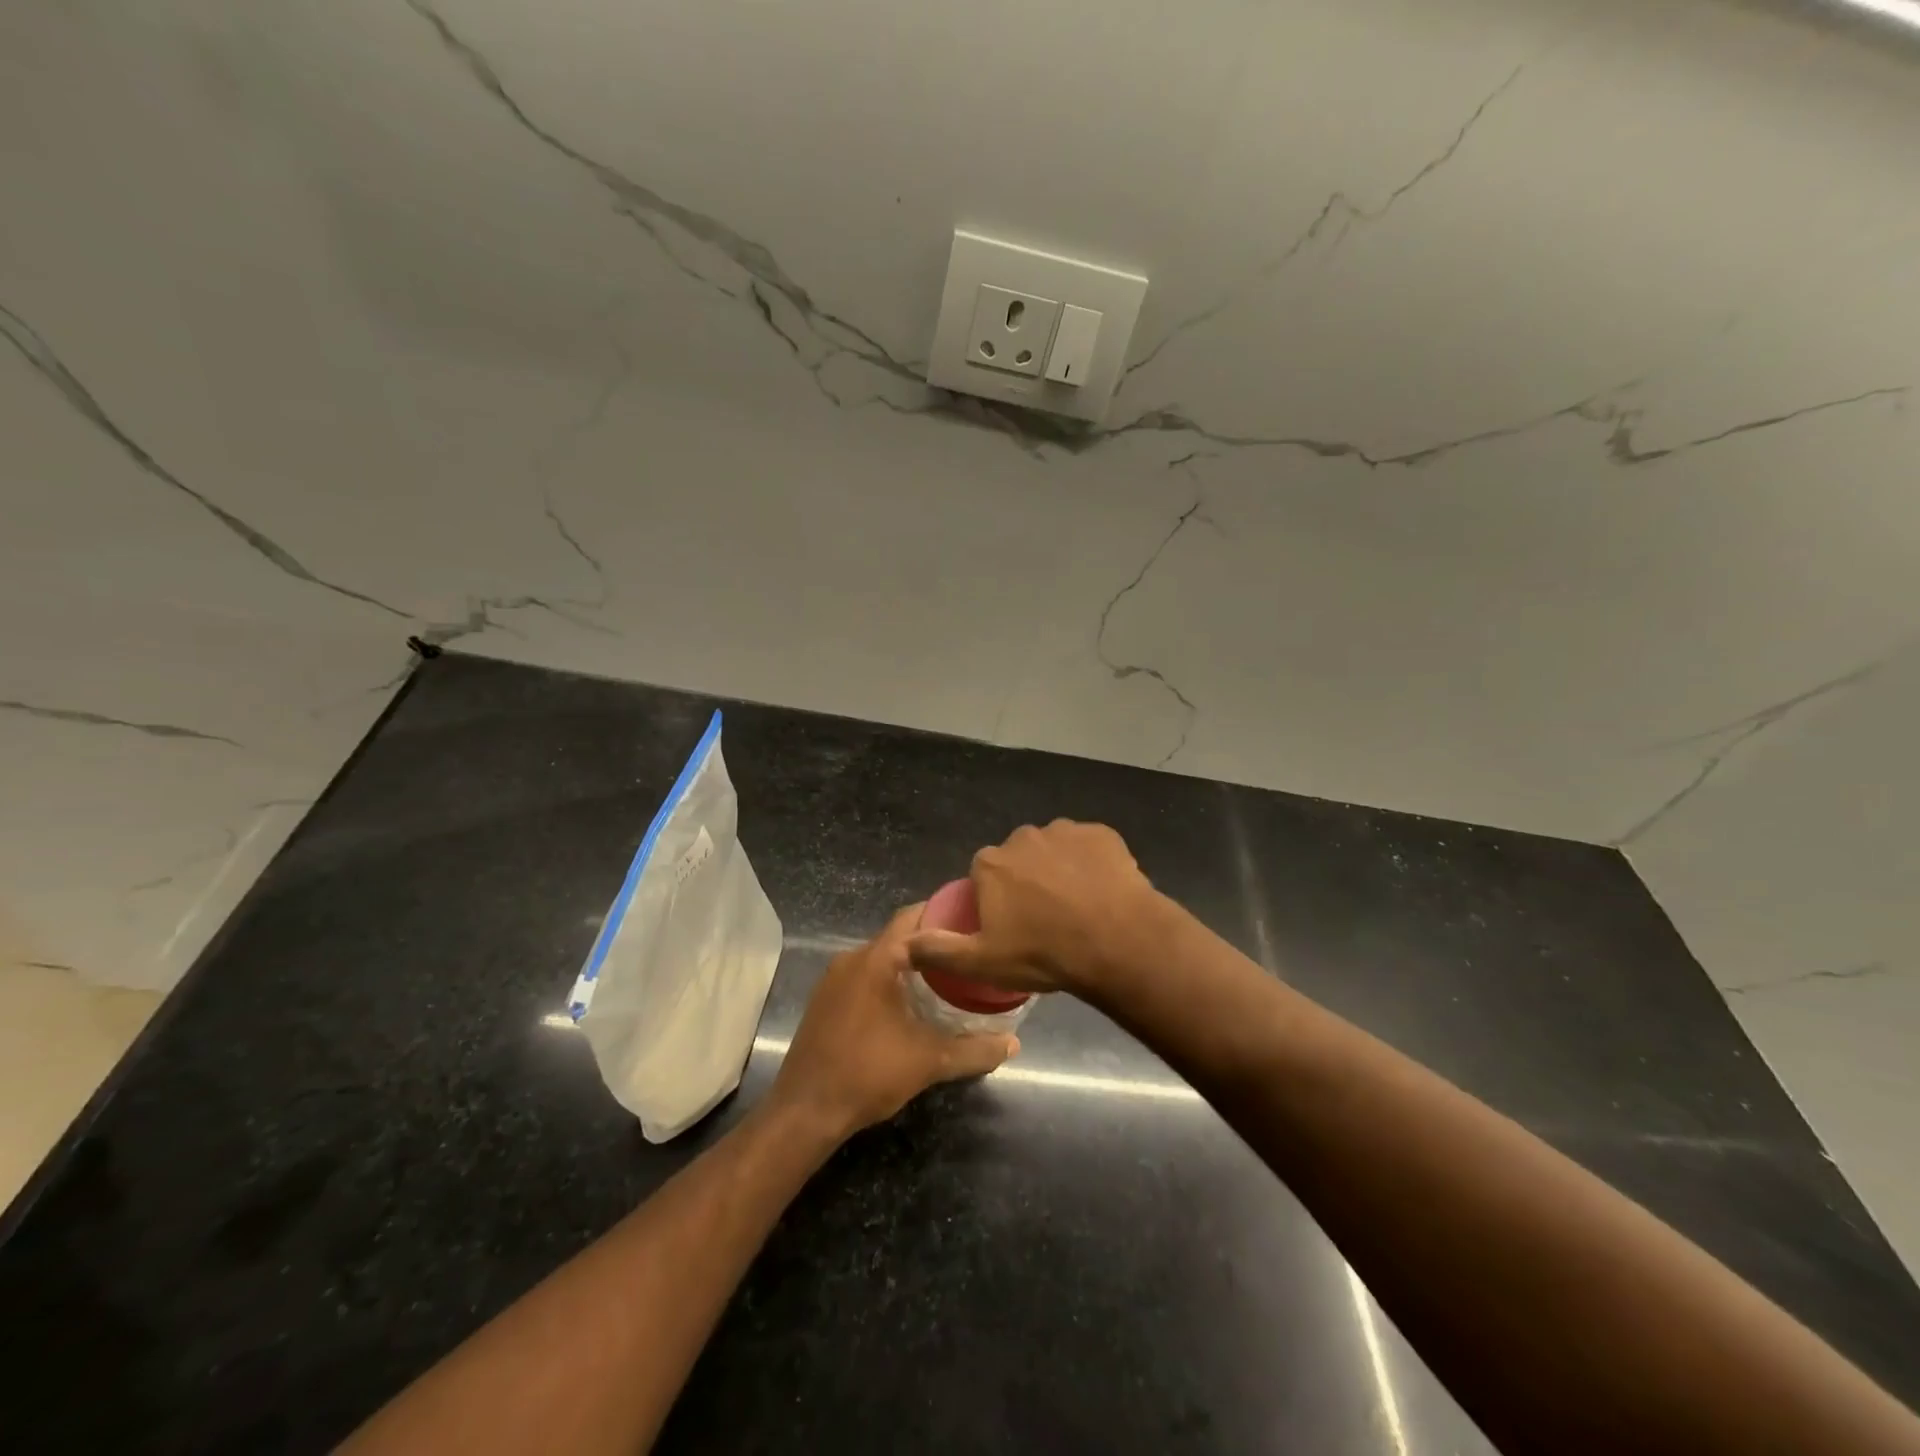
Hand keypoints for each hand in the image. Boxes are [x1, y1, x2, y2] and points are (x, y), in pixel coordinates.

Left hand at [769, 904, 1017, 1140]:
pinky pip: (865, 974)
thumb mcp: (929, 1061)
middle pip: (898, 935)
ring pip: (881, 956)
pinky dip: (889, 978)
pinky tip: (910, 1003)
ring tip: (947, 977)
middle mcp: (852, 958)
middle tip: (968, 953)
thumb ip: (975, 1050)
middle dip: (932, 941)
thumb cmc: (868, 1074)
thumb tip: (1013, 1044)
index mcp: (875, 960)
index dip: (945, 913)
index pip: (913, 916)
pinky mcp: (825, 999)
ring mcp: (834, 978)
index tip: (974, 923)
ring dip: (910, 963)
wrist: (805, 1111)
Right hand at [907, 820, 1165, 996]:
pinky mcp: (1102, 834)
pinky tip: (1103, 892)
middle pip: (1019, 858)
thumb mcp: (984, 961)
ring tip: (1079, 907)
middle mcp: (1023, 837)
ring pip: (1055, 850)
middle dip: (1028, 881)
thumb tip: (903, 945)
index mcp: (991, 863)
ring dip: (1060, 870)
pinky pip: (1090, 847)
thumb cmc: (1044, 953)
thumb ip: (939, 950)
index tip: (1014, 926)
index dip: (997, 900)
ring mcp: (1065, 831)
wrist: (1117, 942)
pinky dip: (1092, 864)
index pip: (984, 875)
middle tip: (1047, 919)